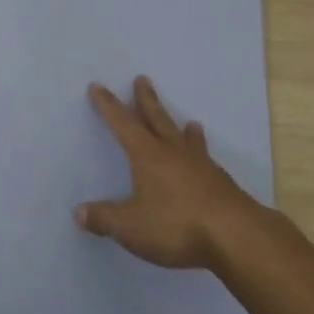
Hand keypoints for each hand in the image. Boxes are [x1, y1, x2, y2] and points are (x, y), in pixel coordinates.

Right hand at [76, 77, 261, 270]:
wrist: (235, 234)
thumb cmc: (176, 225)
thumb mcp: (131, 227)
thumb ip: (104, 218)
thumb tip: (79, 212)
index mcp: (147, 155)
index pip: (123, 123)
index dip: (108, 105)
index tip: (98, 86)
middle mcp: (173, 152)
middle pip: (157, 119)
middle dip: (146, 100)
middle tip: (142, 79)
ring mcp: (200, 165)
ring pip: (185, 138)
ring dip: (180, 127)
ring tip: (188, 121)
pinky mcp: (219, 182)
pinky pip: (205, 159)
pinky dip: (200, 152)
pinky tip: (206, 158)